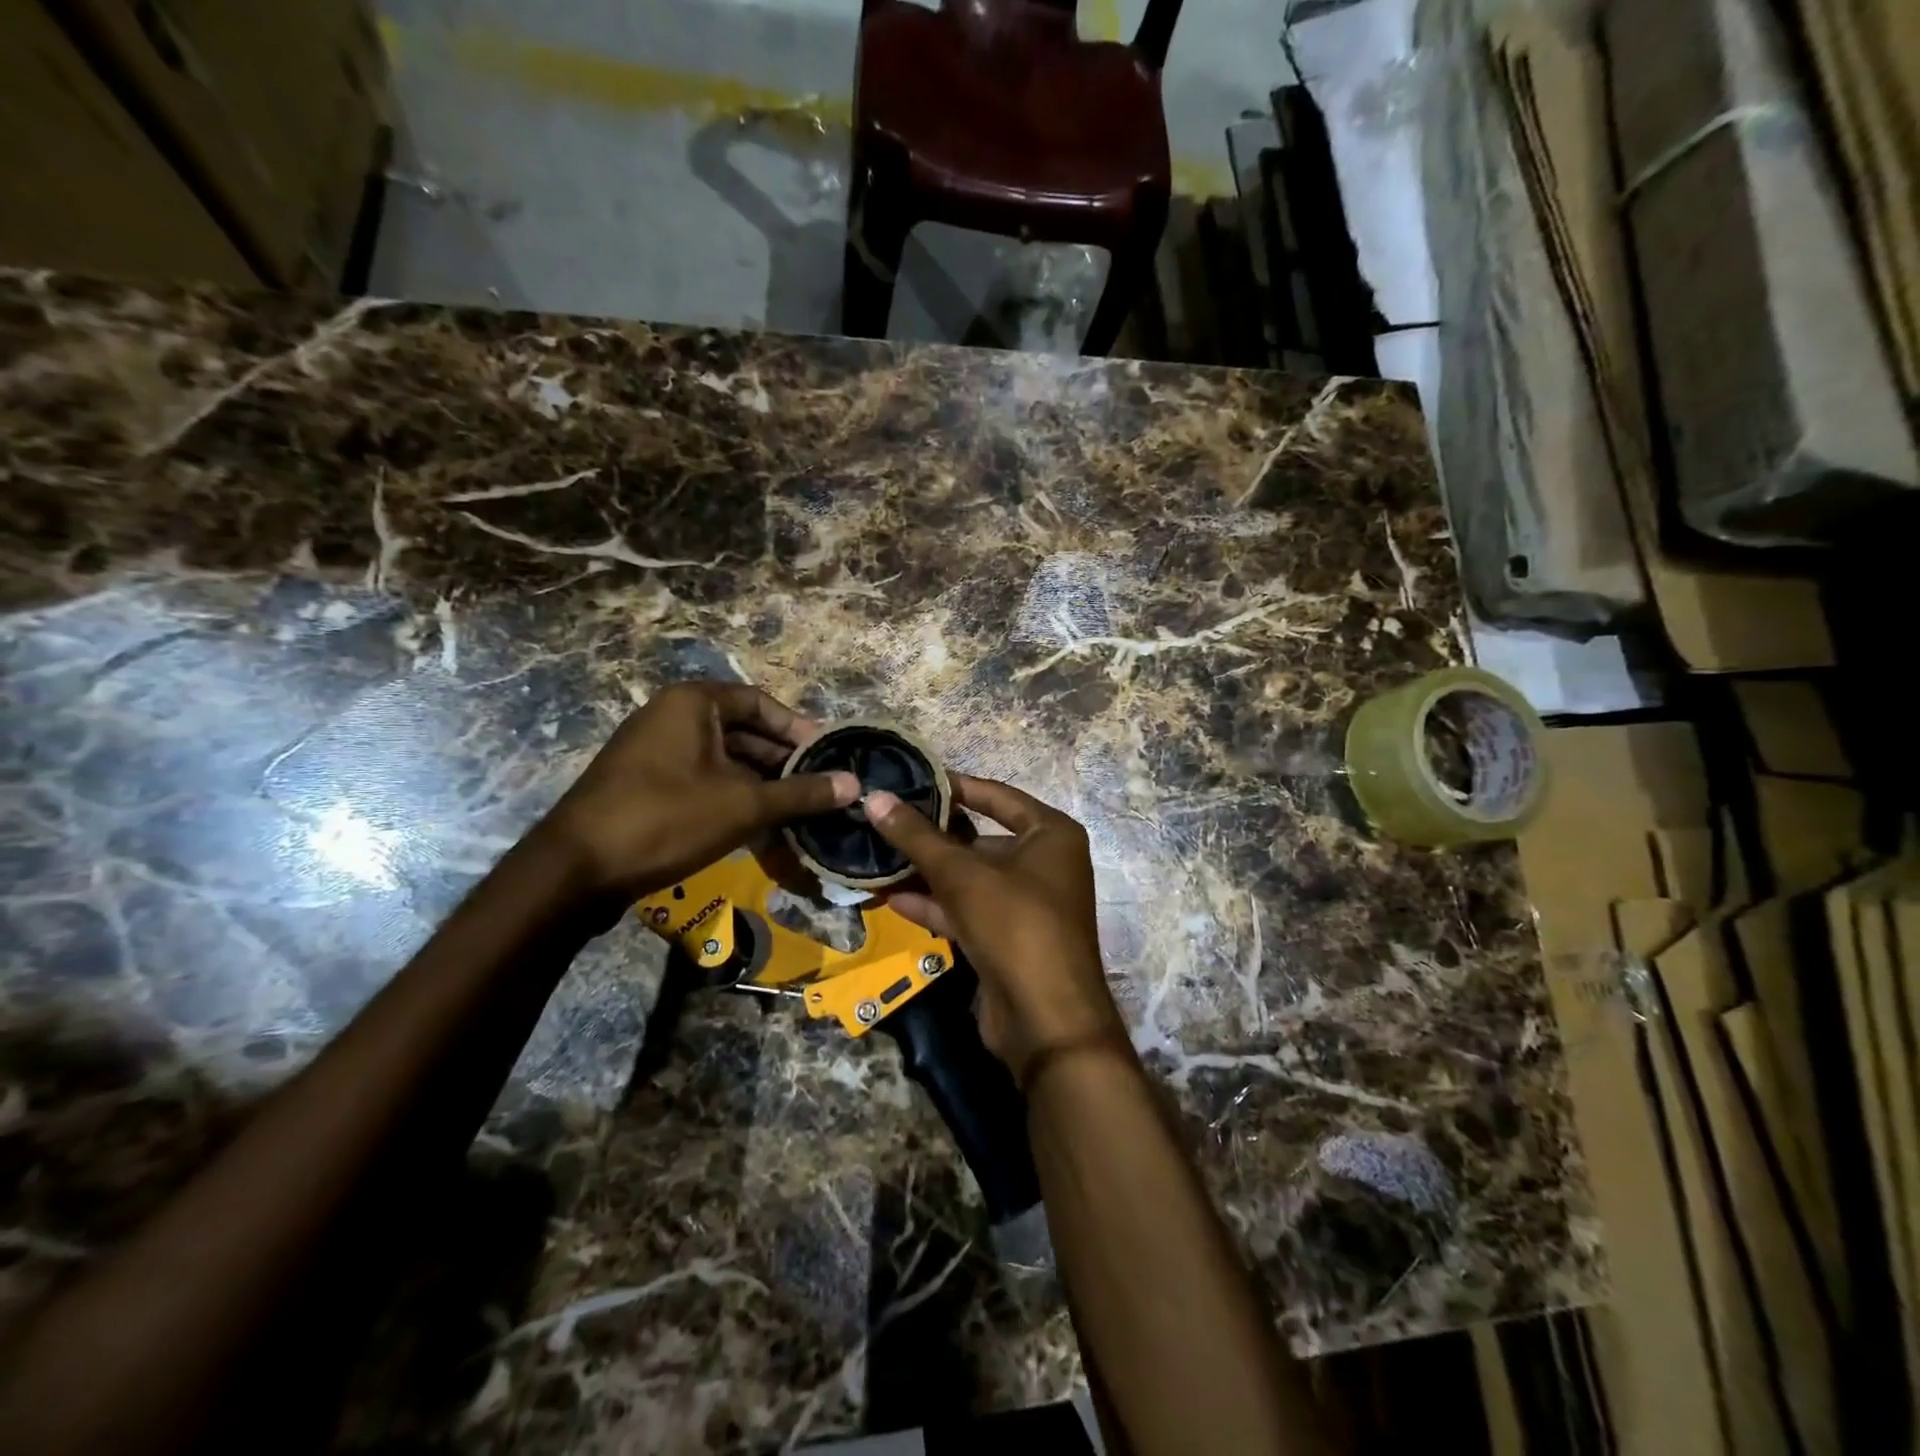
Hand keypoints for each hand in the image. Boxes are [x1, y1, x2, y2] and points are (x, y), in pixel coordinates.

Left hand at [543, 682, 857, 903]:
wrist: (576, 870)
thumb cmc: (666, 818)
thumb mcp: (744, 804)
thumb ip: (802, 792)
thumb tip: (855, 784)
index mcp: (693, 703)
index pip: (762, 703)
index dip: (799, 730)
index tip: (829, 758)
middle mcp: (672, 717)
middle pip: (745, 732)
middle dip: (784, 763)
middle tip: (820, 790)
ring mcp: (655, 752)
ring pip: (725, 761)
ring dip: (762, 785)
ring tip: (798, 813)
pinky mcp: (646, 785)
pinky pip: (703, 781)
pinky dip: (733, 799)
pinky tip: (761, 829)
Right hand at [865, 776, 1129, 1084]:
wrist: (1047, 1021)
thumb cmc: (1016, 925)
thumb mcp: (963, 875)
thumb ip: (918, 837)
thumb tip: (874, 798)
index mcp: (1051, 834)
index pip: (996, 795)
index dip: (953, 786)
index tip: (910, 779)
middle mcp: (1044, 863)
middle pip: (980, 838)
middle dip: (933, 835)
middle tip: (884, 820)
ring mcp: (1026, 904)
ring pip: (970, 878)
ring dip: (927, 872)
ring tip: (878, 857)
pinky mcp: (1007, 938)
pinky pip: (967, 910)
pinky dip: (934, 905)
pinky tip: (891, 897)